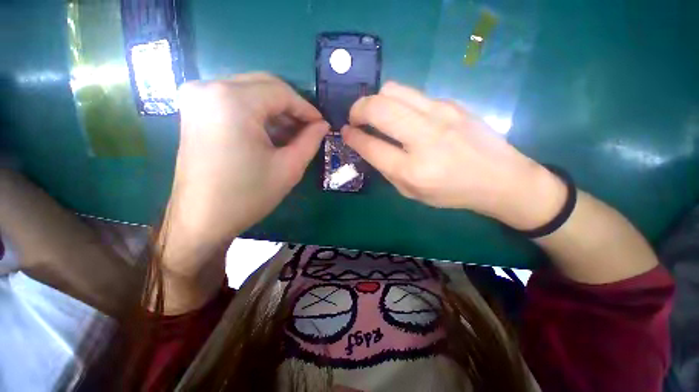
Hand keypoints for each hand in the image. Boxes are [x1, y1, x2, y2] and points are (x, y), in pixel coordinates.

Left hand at [168, 74, 328, 268]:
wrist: (202, 219)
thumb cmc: (248, 195)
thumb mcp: (288, 168)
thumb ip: (310, 141)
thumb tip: (324, 125)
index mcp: (232, 101)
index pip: (281, 92)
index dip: (306, 108)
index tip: (321, 125)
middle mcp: (209, 88)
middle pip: (264, 85)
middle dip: (292, 107)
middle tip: (309, 129)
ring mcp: (197, 97)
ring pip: (251, 91)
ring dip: (276, 111)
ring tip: (293, 135)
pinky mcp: (194, 110)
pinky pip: (235, 101)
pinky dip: (258, 114)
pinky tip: (271, 134)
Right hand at [342, 82, 565, 229]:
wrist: (499, 178)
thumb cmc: (451, 192)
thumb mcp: (412, 192)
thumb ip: (387, 169)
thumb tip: (368, 145)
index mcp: (412, 170)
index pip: (371, 146)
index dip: (352, 136)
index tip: (345, 132)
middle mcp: (424, 138)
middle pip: (378, 108)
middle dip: (357, 109)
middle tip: (355, 118)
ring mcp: (440, 115)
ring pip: (393, 90)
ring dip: (375, 100)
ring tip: (375, 112)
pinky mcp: (451, 104)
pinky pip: (413, 95)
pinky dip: (398, 103)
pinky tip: (402, 116)